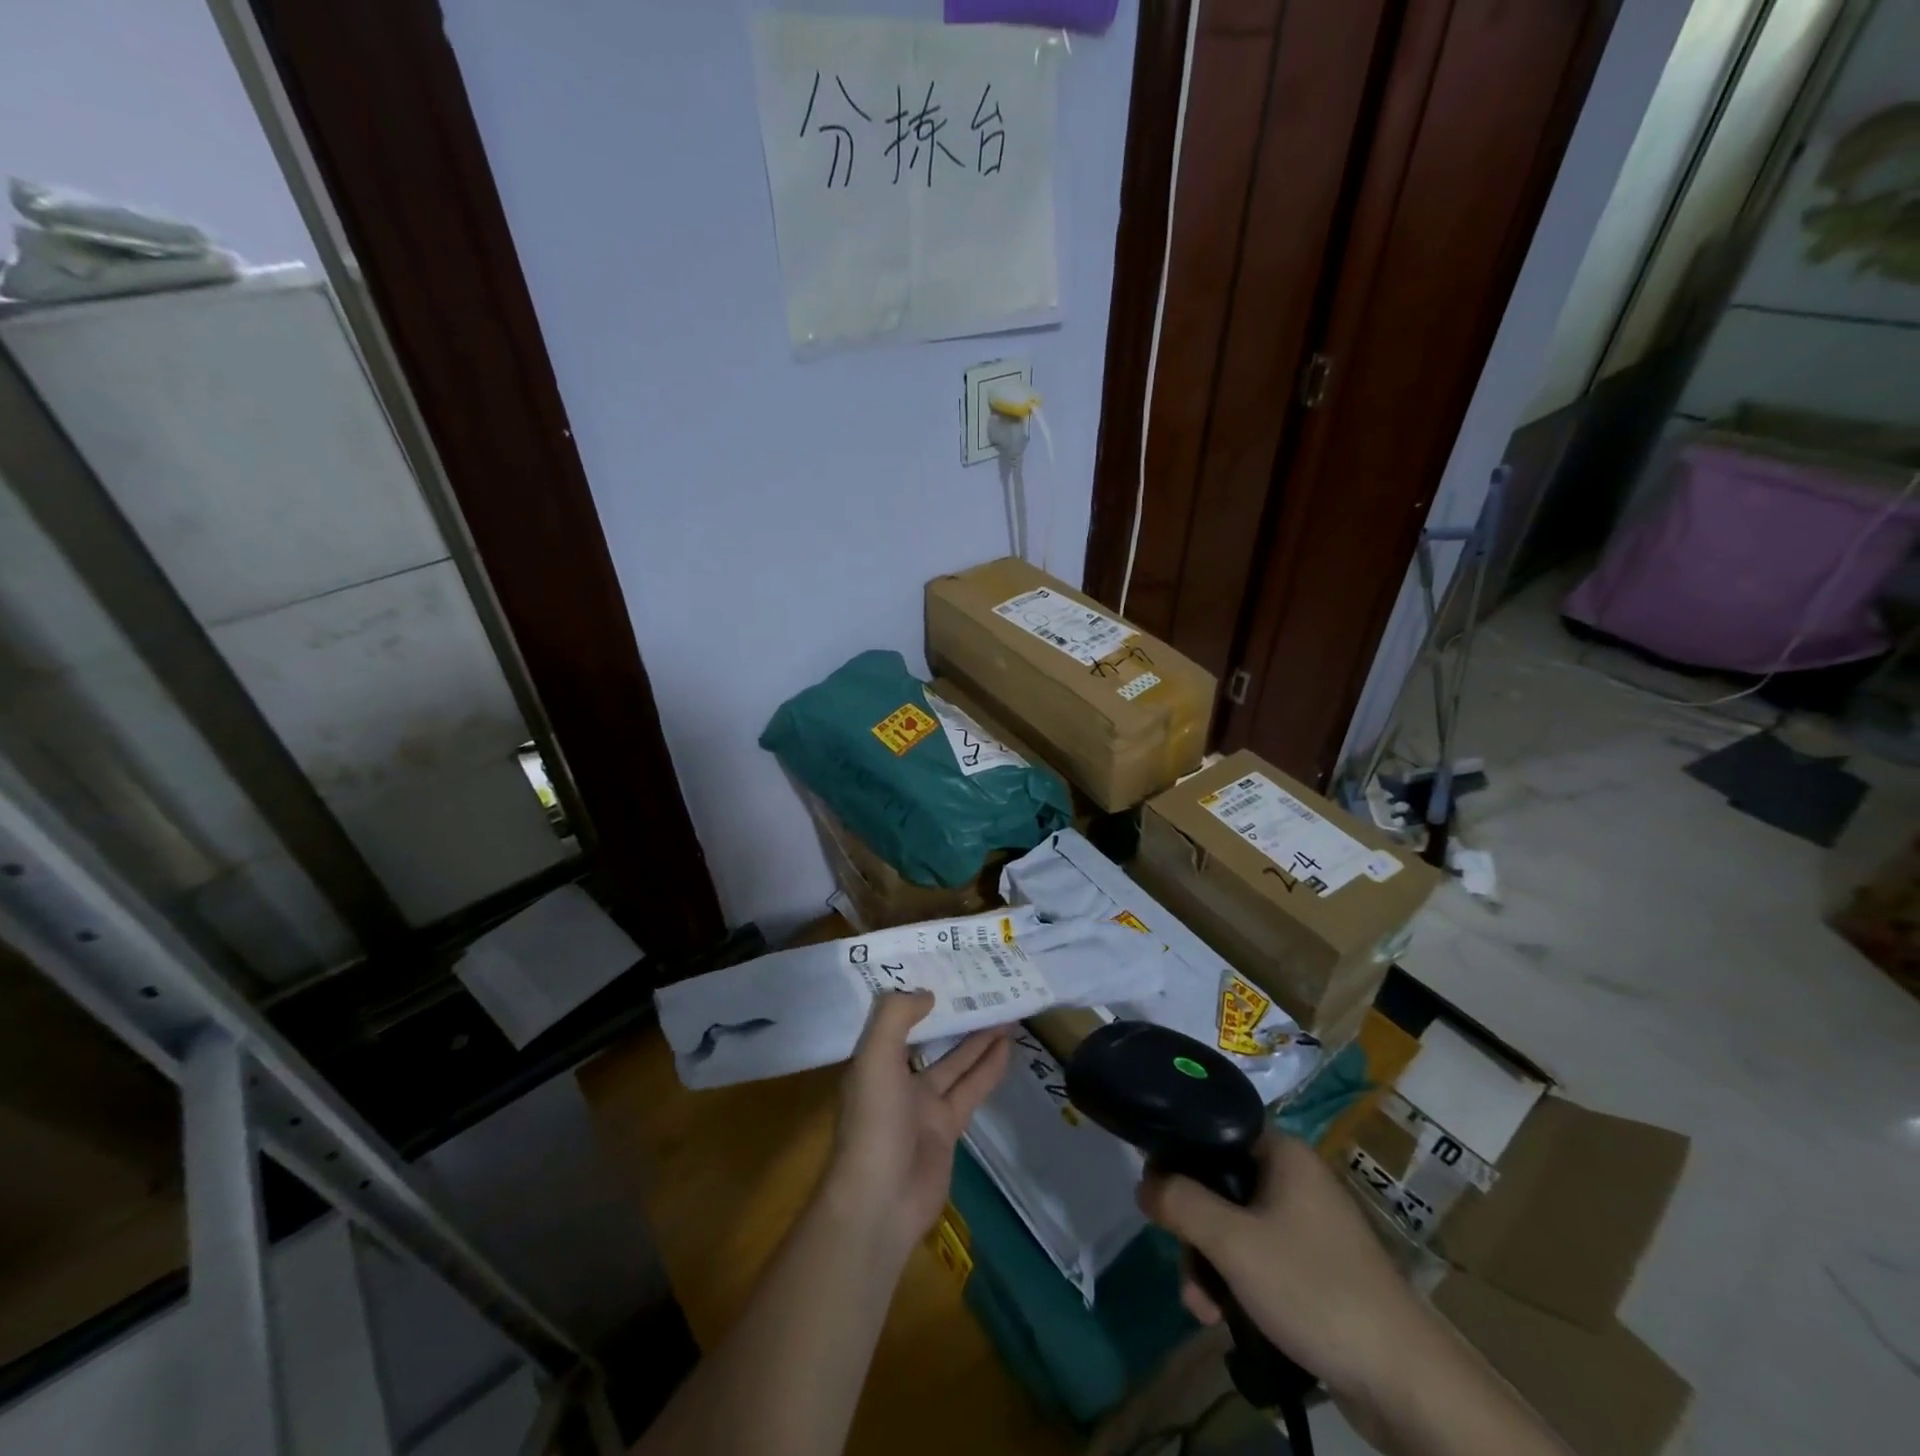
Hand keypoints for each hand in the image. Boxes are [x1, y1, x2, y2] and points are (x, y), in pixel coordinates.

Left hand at [822, 992, 1011, 1261]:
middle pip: (930, 1038)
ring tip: (1005, 1011)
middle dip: (953, 1015)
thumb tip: (927, 993)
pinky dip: (988, 1069)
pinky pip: (971, 1090)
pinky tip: (1007, 1047)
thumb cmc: (873, 1122)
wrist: (881, 1201)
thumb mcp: (875, 1058)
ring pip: (956, 1062)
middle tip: (981, 986)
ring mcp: (923, 1106)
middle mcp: (897, 1079)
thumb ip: (895, 1017)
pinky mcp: (948, 1129)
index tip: (936, 969)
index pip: (894, 1019)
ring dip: (979, 1039)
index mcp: (873, 1061)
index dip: (914, 995)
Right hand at [1137, 1132, 1426, 1407]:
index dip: (1179, 1155)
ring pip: (1236, 1226)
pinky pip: (1259, 1257)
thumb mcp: (1232, 1242)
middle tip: (1185, 1270)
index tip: (1156, 1191)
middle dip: (1194, 1231)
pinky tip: (1225, 1319)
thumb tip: (1142, 1181)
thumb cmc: (1312, 1287)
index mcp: (1283, 1152)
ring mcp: (1308, 1224)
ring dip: (1210, 1264)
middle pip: (1220, 1185)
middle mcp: (1295, 1178)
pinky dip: (1237, 1282)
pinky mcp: (1316, 1267)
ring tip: (1203, 1310)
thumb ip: (1180, 1202)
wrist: (1402, 1379)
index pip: (1214, 1130)